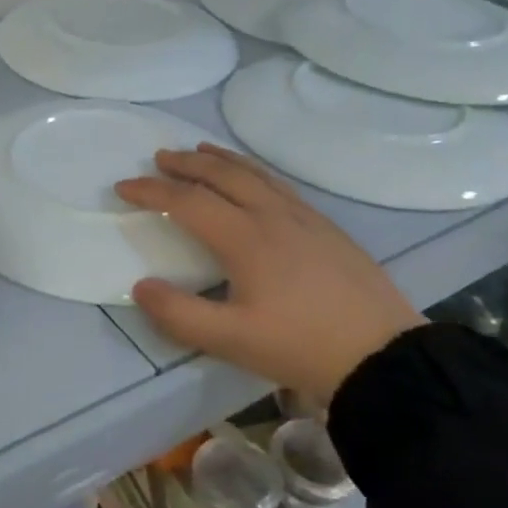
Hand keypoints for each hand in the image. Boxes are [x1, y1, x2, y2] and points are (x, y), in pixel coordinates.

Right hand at [115, 144, 423, 408]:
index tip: (123, 187)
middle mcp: (273, 216)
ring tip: (201, 151)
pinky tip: (255, 183)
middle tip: (159, 157)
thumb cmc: (301, 346)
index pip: (187, 202)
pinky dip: (253, 172)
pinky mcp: (327, 228)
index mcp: (245, 238)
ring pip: (255, 174)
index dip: (151, 191)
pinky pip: (279, 185)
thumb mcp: (231, 340)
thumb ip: (178, 314)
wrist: (383, 356)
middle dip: (186, 163)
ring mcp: (305, 218)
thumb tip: (140, 286)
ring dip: (222, 160)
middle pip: (222, 175)